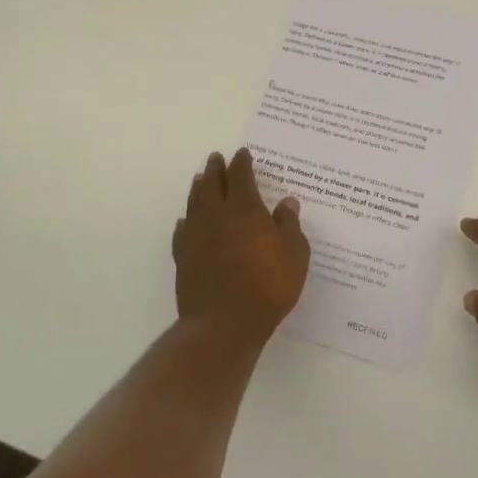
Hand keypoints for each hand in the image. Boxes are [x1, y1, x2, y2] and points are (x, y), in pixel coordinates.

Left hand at [173, 148, 309, 346]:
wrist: (224, 323)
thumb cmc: (267, 286)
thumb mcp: (294, 255)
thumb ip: (289, 225)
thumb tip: (287, 202)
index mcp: (245, 209)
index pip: (241, 177)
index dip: (242, 163)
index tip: (242, 154)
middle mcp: (217, 215)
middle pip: (213, 184)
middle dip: (216, 169)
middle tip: (216, 158)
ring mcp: (196, 236)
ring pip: (195, 203)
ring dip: (199, 188)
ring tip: (200, 179)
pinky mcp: (183, 257)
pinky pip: (182, 230)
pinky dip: (186, 220)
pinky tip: (186, 221)